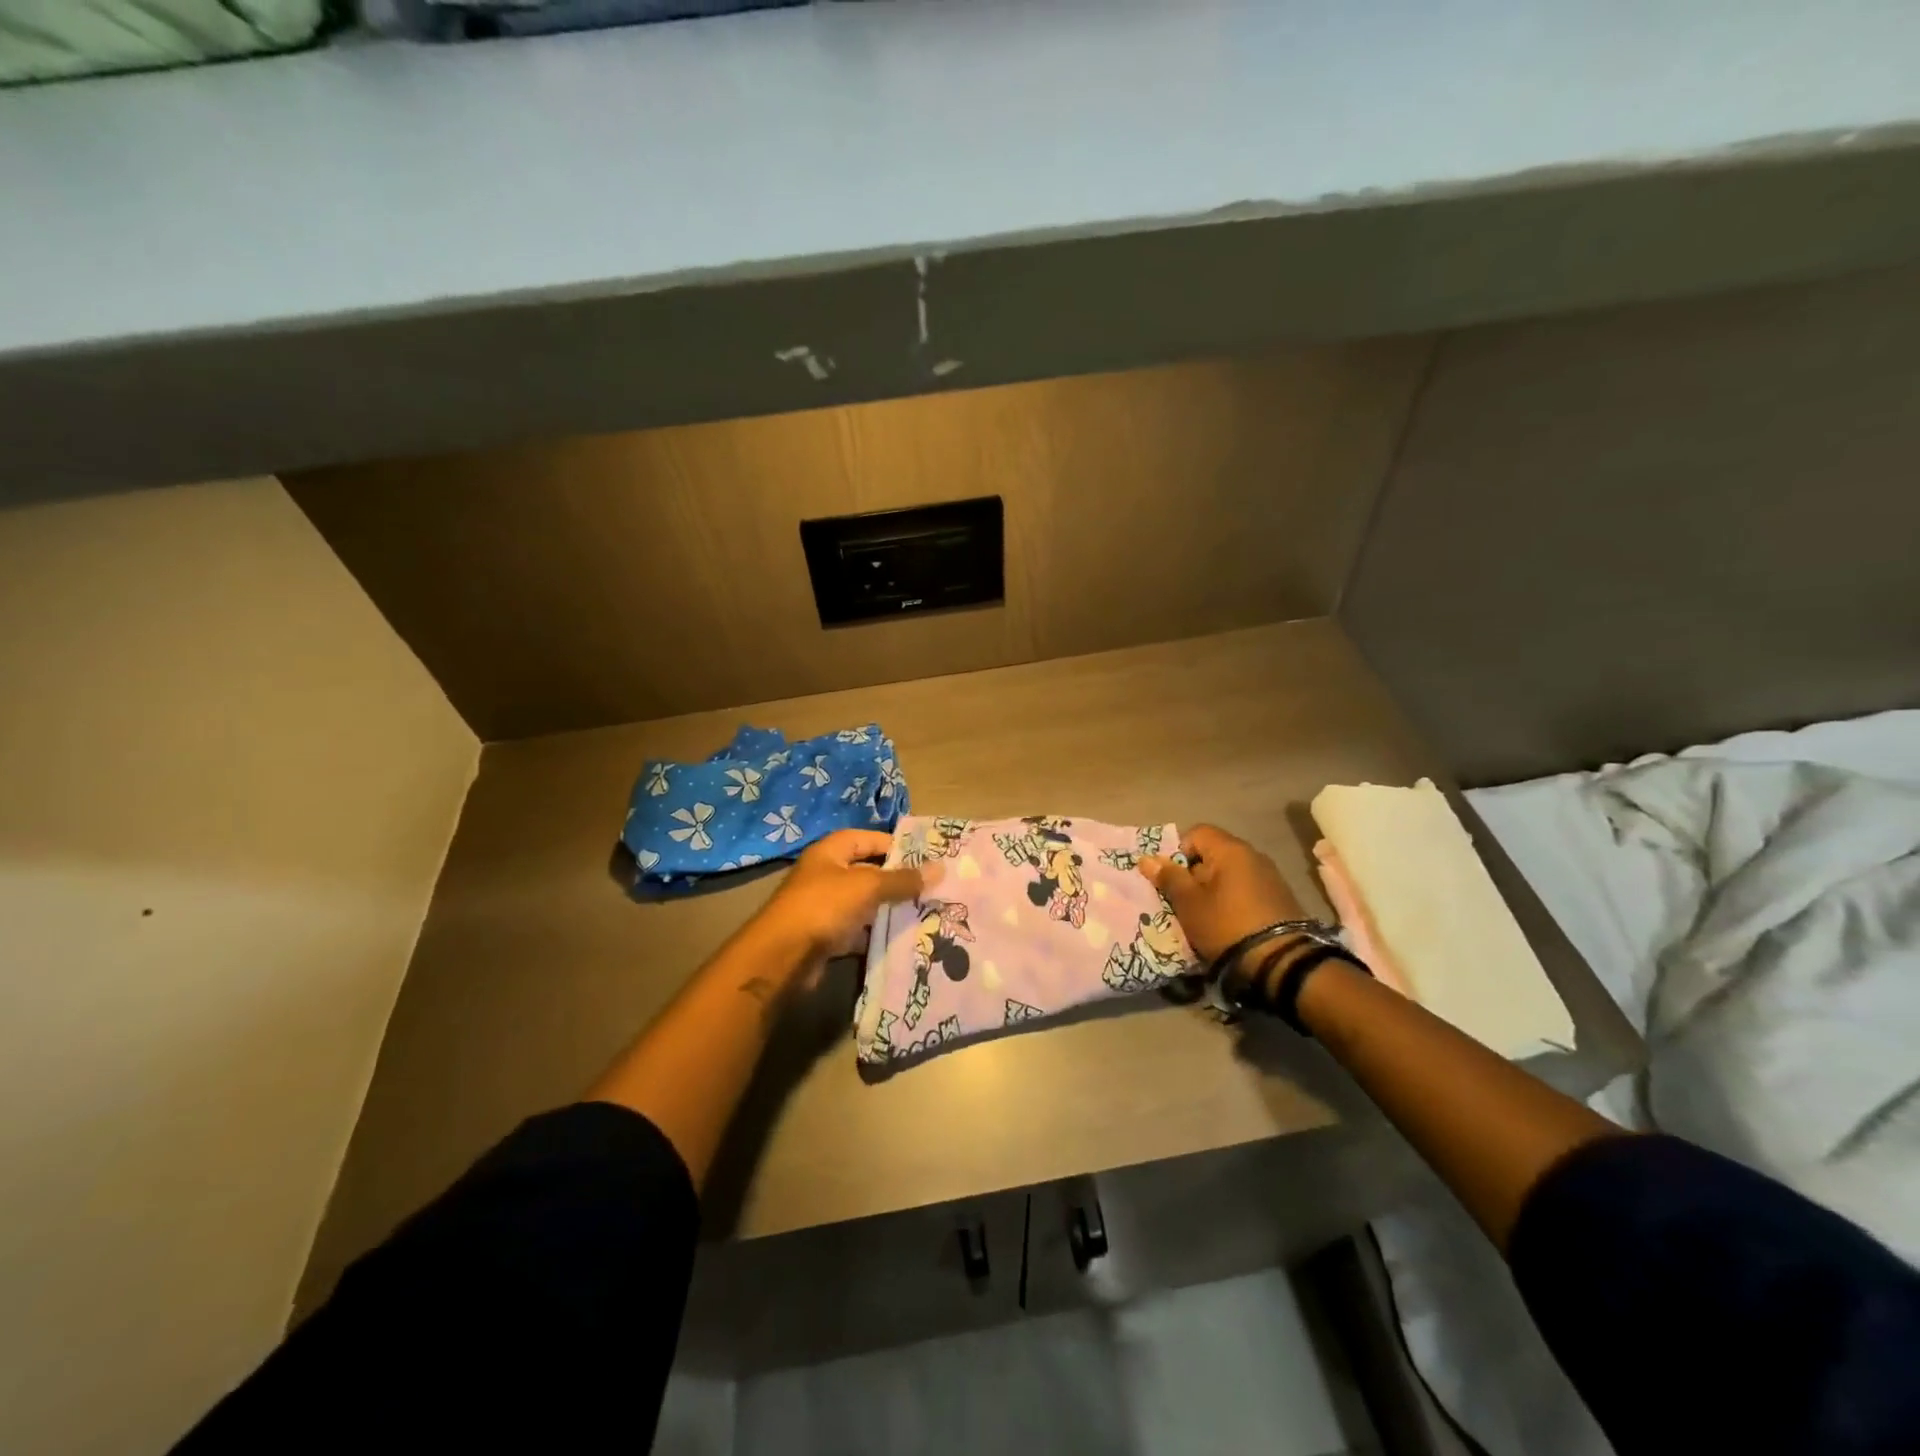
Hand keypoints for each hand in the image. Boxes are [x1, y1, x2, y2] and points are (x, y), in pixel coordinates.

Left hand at [751, 829, 930, 961]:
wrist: (782, 958)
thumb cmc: (823, 907)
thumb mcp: (867, 887)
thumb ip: (902, 879)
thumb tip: (940, 868)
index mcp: (830, 852)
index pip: (867, 838)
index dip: (895, 845)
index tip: (926, 857)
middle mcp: (826, 875)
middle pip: (868, 872)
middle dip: (898, 880)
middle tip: (933, 887)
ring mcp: (825, 908)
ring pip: (865, 904)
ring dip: (889, 909)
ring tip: (926, 913)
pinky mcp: (826, 937)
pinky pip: (858, 931)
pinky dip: (877, 935)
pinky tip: (903, 940)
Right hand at [1138, 824, 1304, 962]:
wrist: (1281, 962)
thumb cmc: (1226, 925)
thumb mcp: (1189, 903)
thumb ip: (1169, 878)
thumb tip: (1146, 858)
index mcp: (1230, 850)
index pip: (1196, 833)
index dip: (1177, 851)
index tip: (1171, 879)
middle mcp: (1253, 855)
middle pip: (1213, 854)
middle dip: (1194, 874)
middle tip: (1183, 901)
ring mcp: (1271, 877)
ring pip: (1229, 874)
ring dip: (1213, 889)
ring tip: (1204, 916)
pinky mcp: (1281, 899)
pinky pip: (1246, 889)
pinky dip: (1232, 901)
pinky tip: (1227, 923)